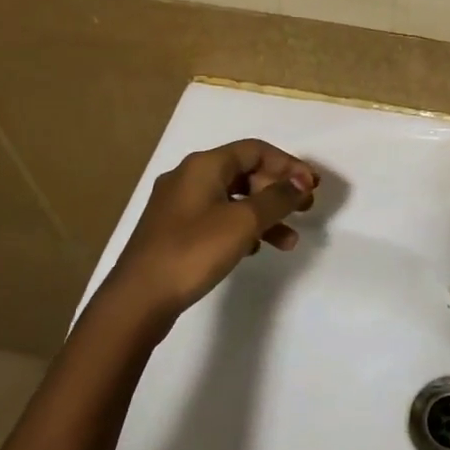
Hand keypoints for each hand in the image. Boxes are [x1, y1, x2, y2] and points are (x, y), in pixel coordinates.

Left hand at [108, 139, 318, 319]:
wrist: (137, 299)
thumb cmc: (193, 251)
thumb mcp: (243, 222)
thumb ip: (277, 198)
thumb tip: (301, 180)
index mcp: (204, 165)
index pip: (256, 150)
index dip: (288, 165)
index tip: (312, 187)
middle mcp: (189, 177)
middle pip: (245, 172)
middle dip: (278, 190)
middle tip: (305, 210)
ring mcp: (178, 205)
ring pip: (233, 199)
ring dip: (264, 214)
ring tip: (289, 241)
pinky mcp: (174, 231)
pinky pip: (218, 218)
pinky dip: (242, 228)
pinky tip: (255, 249)